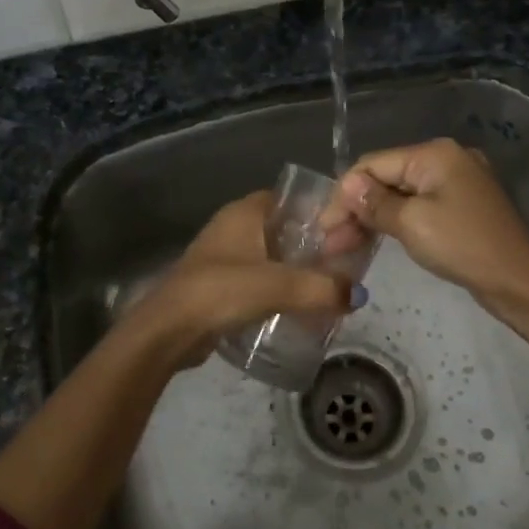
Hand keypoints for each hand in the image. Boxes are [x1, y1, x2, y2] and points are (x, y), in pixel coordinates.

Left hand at [132, 192, 360, 370]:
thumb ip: (323, 288)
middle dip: (311, 245)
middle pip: (282, 229)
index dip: (317, 211)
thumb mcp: (279, 285)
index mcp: (244, 212)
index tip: (345, 230)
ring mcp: (223, 256)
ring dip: (294, 269)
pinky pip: (257, 279)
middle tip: (342, 264)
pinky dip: (277, 288)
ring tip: (326, 287)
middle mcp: (233, 227)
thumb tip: (359, 293)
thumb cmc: (222, 291)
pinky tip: (297, 307)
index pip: (289, 198)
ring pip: (270, 256)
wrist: (169, 330)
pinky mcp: (218, 284)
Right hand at [320, 139, 528, 305]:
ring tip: (343, 246)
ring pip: (400, 194)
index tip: (323, 227)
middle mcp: (445, 158)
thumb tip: (347, 185)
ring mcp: (456, 182)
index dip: (344, 194)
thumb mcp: (412, 223)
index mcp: (434, 154)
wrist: (519, 281)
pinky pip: (418, 206)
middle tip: (330, 242)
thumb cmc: (463, 246)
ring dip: (371, 217)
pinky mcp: (461, 205)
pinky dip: (394, 221)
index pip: (373, 164)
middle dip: (355, 208)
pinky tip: (374, 238)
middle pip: (386, 177)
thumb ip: (375, 203)